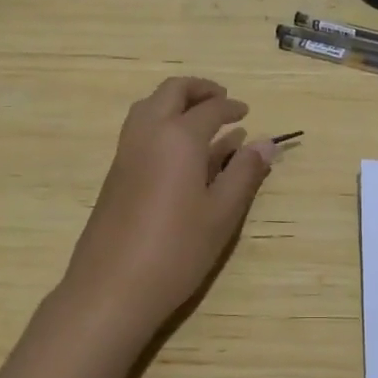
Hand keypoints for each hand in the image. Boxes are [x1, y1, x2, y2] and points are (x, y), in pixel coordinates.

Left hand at [57, 76, 278, 341]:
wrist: (111, 288)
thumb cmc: (177, 250)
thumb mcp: (222, 214)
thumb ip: (244, 173)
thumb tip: (266, 142)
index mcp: (179, 137)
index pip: (210, 108)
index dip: (231, 107)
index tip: (247, 113)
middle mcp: (148, 133)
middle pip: (172, 92)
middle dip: (199, 89)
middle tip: (222, 100)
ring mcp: (125, 152)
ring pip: (149, 106)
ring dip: (175, 102)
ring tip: (199, 119)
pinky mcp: (114, 173)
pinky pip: (139, 128)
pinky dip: (161, 122)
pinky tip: (178, 152)